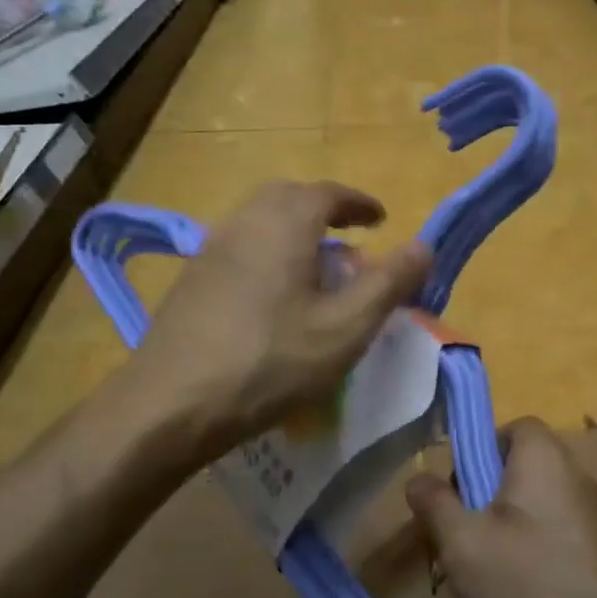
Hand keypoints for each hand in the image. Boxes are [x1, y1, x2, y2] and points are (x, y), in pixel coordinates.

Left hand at [137, 181, 432, 459]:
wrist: (171, 404)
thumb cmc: (271, 361)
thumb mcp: (346, 328)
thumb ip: (389, 283)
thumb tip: (425, 245)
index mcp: (285, 224)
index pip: (329, 193)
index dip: (359, 203)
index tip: (381, 219)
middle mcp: (245, 222)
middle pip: (288, 197)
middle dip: (324, 210)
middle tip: (350, 239)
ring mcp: (211, 249)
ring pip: (260, 221)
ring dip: (294, 231)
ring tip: (317, 269)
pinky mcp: (191, 279)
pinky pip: (240, 247)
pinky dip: (268, 252)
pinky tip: (274, 297)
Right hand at [404, 418, 596, 597]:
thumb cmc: (530, 582)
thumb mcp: (463, 543)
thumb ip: (435, 505)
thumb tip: (418, 478)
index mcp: (544, 457)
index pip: (513, 427)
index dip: (480, 451)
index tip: (457, 490)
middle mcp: (574, 474)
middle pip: (521, 468)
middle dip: (484, 496)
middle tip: (461, 534)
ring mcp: (592, 515)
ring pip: (535, 506)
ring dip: (505, 529)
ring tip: (481, 570)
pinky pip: (555, 535)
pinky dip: (532, 552)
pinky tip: (516, 593)